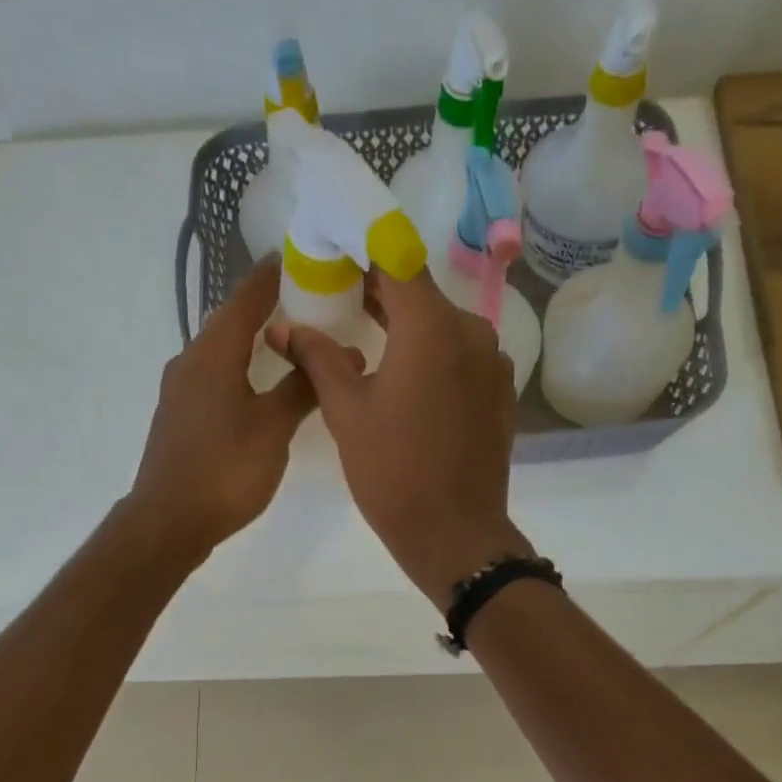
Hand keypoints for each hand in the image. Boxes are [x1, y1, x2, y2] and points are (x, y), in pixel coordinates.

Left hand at [126, 259, 313, 560]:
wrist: (169, 521)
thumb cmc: (225, 470)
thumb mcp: (274, 428)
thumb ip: (303, 387)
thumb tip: (339, 354)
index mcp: (212, 354)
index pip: (245, 298)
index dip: (271, 276)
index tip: (297, 256)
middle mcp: (189, 362)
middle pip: (229, 321)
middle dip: (264, 308)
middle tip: (304, 301)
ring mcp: (179, 391)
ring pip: (219, 351)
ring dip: (250, 341)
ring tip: (287, 341)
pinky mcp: (178, 417)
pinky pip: (212, 376)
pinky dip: (238, 369)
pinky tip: (258, 385)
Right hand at [268, 269, 530, 608]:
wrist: (455, 534)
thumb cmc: (393, 473)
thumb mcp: (345, 413)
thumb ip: (316, 358)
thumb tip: (282, 326)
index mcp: (432, 327)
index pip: (395, 259)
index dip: (362, 248)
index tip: (333, 248)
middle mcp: (471, 330)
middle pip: (420, 291)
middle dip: (378, 288)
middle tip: (336, 290)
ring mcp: (492, 361)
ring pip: (441, 324)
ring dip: (404, 322)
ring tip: (362, 328)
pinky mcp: (498, 390)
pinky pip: (460, 354)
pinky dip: (430, 351)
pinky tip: (403, 371)